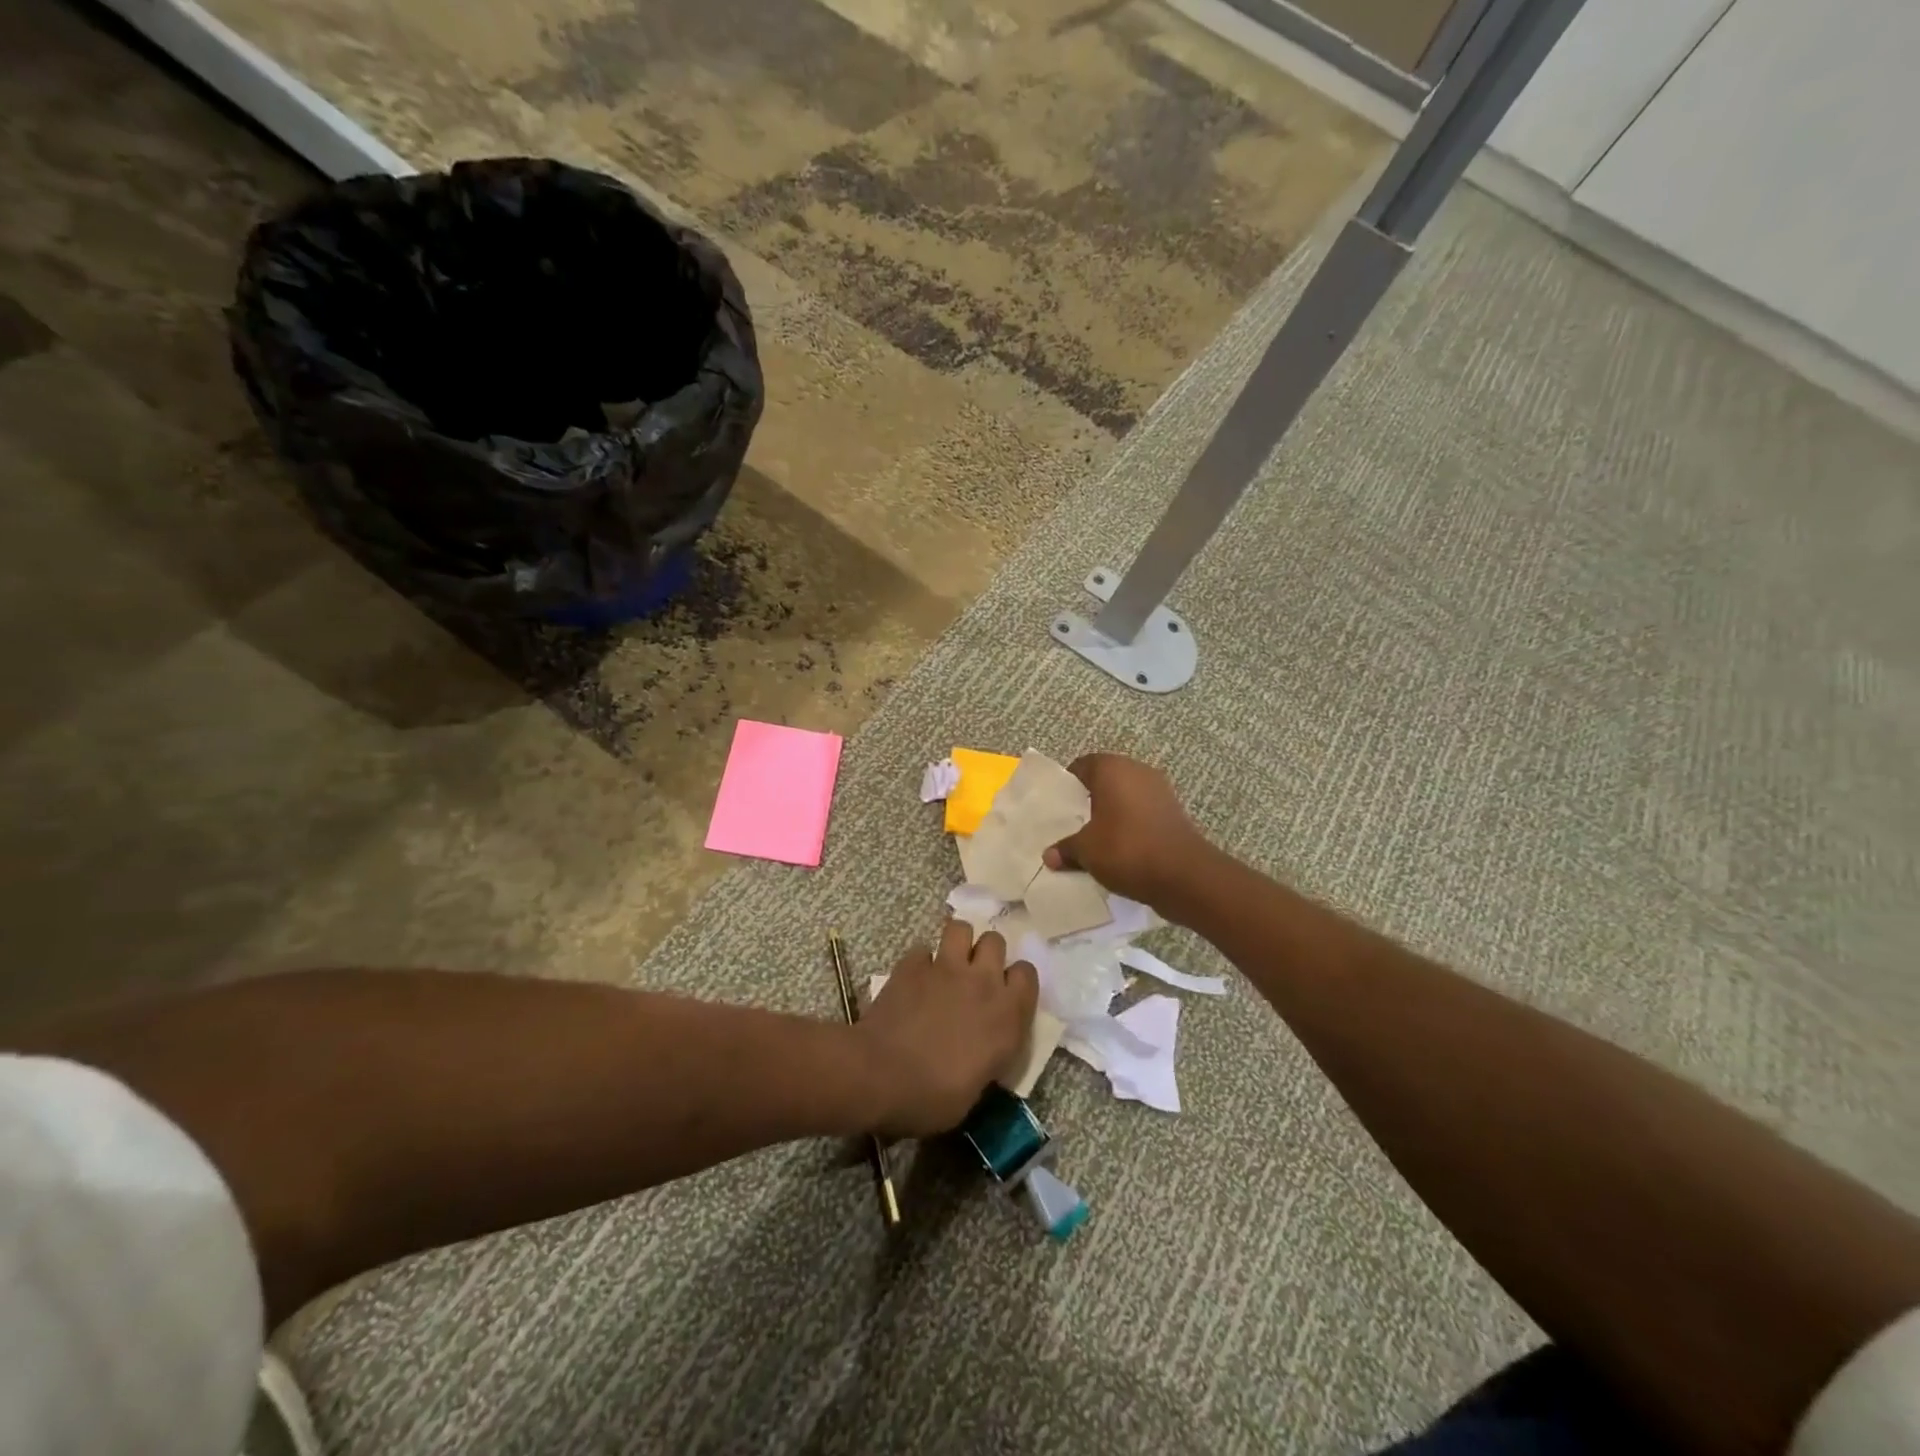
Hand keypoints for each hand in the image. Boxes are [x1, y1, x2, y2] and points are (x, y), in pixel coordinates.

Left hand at [857, 921, 1038, 1138]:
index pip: (1027, 973)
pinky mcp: (912, 965)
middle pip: (995, 941)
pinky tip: (913, 980)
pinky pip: (922, 950)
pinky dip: (920, 962)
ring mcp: (945, 968)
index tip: (1005, 995)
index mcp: (1007, 1015)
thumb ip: (989, 1054)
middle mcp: (982, 982)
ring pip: (961, 928)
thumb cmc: (934, 1097)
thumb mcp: (978, 1087)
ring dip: (957, 943)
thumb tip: (982, 1048)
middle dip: (986, 953)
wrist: (880, 1076)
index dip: (1016, 981)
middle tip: (974, 975)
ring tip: (948, 963)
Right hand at [1043, 753, 1212, 907]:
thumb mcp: (1086, 851)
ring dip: (1112, 813)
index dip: (1067, 785)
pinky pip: (1142, 812)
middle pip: (1105, 779)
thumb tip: (1049, 855)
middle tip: (1073, 824)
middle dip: (1089, 800)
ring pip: (1126, 796)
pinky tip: (1120, 848)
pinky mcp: (1174, 812)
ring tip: (1095, 838)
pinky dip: (1131, 825)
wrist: (1185, 875)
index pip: (1082, 765)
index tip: (1058, 807)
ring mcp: (1160, 790)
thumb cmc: (1127, 850)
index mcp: (1112, 769)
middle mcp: (1137, 770)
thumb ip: (1066, 848)